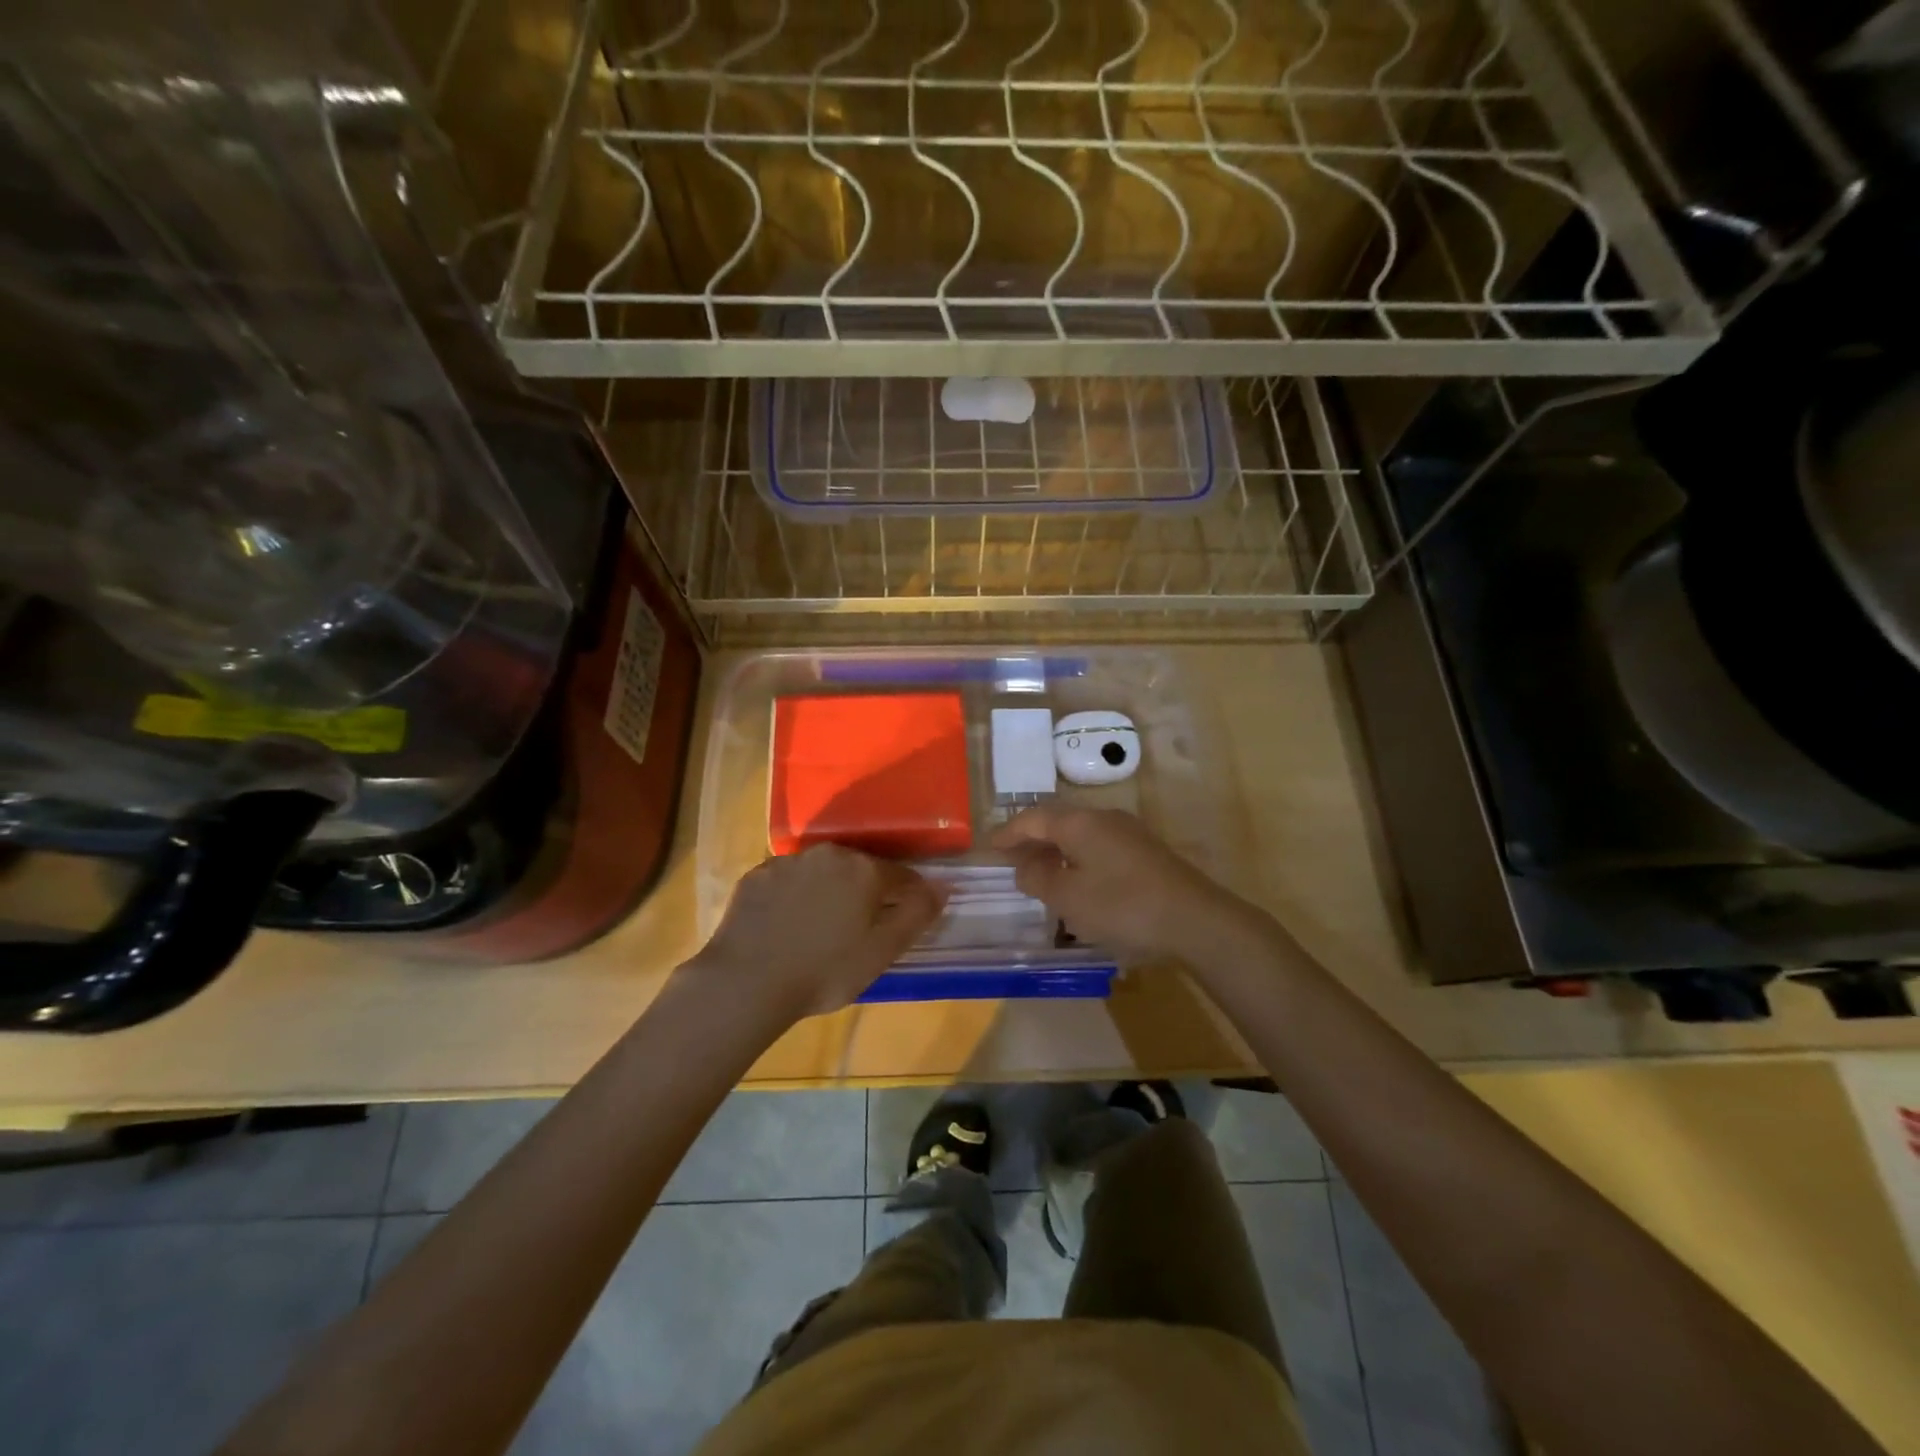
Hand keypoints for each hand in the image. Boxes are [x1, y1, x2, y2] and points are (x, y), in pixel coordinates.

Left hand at [686, 845, 947, 1018]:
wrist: (746, 983)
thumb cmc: (824, 971)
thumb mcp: (882, 951)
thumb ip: (916, 914)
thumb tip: (942, 886)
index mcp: (865, 870)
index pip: (901, 877)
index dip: (907, 900)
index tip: (899, 924)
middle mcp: (829, 854)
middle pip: (860, 869)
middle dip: (865, 893)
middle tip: (857, 931)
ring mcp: (789, 861)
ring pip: (823, 872)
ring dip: (829, 892)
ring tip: (818, 929)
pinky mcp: (757, 875)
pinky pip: (788, 880)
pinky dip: (794, 896)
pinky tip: (786, 925)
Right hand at [992, 806, 1250, 961]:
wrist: (1196, 920)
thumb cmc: (1122, 906)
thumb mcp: (1068, 898)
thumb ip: (1038, 878)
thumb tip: (1024, 865)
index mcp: (1079, 822)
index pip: (1032, 818)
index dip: (1007, 832)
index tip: (989, 847)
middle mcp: (1103, 817)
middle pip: (1057, 821)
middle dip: (1031, 839)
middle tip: (1011, 860)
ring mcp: (1129, 832)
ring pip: (1080, 834)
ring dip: (1056, 850)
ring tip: (1040, 873)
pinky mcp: (1146, 852)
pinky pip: (1099, 846)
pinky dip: (1078, 858)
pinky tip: (1078, 881)